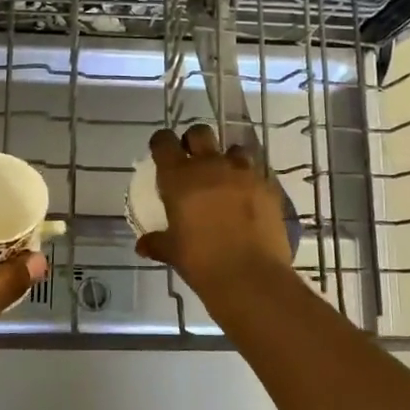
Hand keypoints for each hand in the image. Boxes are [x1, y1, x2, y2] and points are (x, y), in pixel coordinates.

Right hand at [135, 126, 295, 294]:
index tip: (161, 152)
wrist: (249, 276)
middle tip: (193, 160)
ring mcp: (242, 173)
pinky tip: (248, 199)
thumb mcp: (173, 252)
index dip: (161, 143)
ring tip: (226, 179)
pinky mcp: (266, 186)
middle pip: (200, 133)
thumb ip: (157, 242)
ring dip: (227, 159)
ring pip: (233, 149)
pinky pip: (256, 173)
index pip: (163, 142)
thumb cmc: (201, 261)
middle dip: (194, 141)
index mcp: (179, 177)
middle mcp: (210, 166)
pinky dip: (249, 181)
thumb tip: (143, 245)